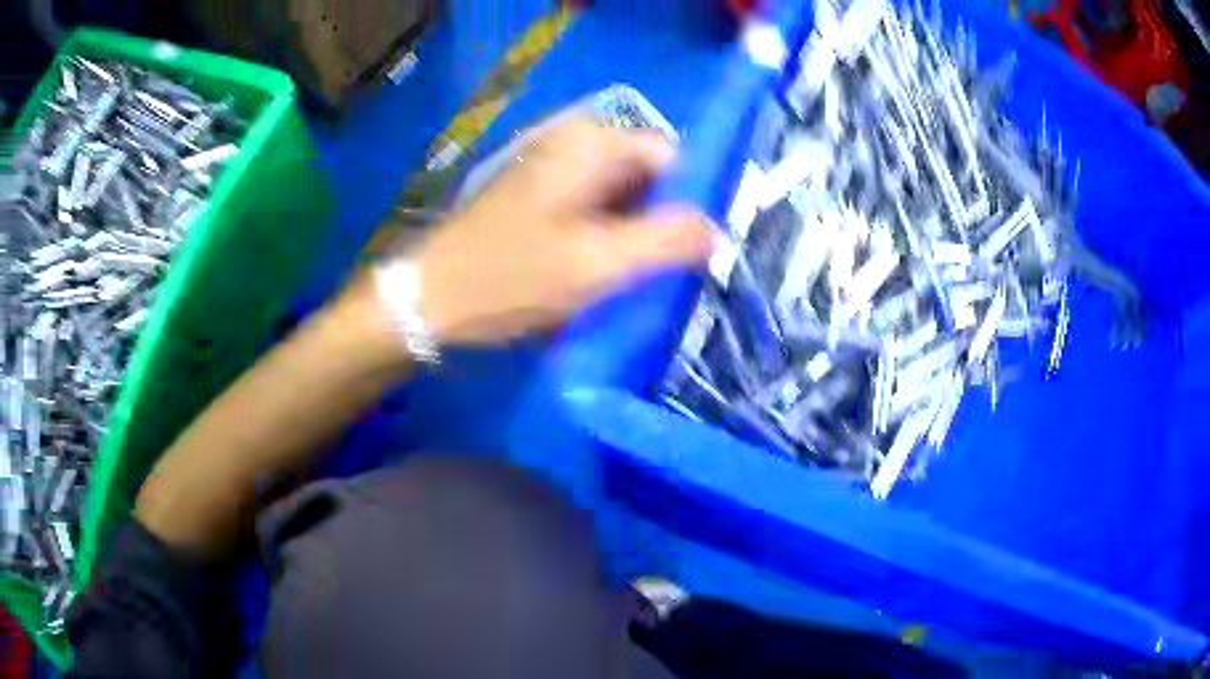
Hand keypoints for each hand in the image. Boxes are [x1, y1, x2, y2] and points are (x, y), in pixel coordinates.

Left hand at [405, 119, 714, 344]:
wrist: (429, 300)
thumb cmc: (510, 278)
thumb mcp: (598, 263)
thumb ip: (667, 241)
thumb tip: (718, 231)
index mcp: (591, 143)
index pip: (672, 156)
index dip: (693, 199)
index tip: (701, 250)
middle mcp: (574, 144)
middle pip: (647, 176)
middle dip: (665, 221)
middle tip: (676, 273)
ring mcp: (554, 170)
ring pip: (622, 197)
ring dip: (638, 235)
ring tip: (647, 280)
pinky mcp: (540, 198)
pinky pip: (595, 211)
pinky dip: (610, 240)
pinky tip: (610, 275)